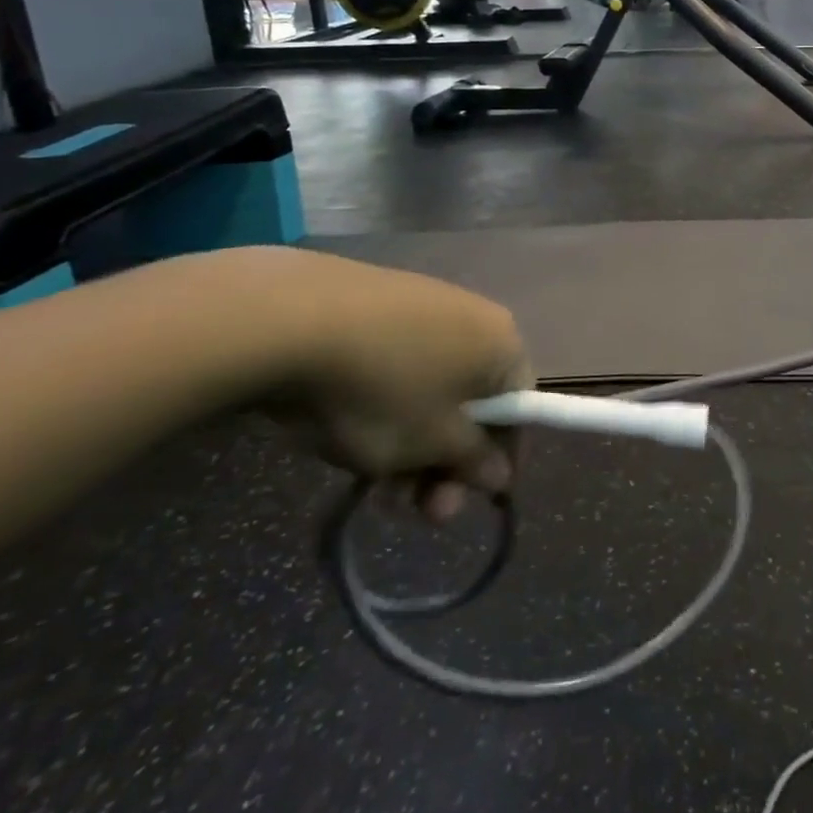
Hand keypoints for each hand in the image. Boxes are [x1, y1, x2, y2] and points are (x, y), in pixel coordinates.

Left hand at [251, 250, 532, 519]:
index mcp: (503, 343)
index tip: (468, 500)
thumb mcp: (430, 443)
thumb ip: (473, 460)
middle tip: (413, 509)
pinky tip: (350, 429)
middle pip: (474, 400)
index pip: (520, 409)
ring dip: (412, 442)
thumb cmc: (381, 389)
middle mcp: (475, 315)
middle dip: (445, 462)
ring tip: (369, 481)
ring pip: (433, 387)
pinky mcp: (381, 303)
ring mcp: (426, 304)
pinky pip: (401, 363)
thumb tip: (501, 473)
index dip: (497, 460)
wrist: (292, 320)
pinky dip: (387, 403)